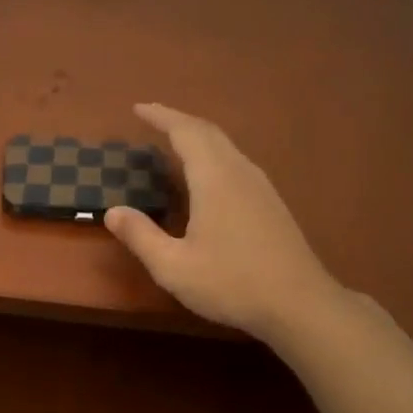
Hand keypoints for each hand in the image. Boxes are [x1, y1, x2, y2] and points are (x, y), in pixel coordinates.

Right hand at [104, 103, 339, 343]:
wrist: (300, 304)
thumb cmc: (232, 283)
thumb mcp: (174, 267)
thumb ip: (141, 236)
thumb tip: (113, 212)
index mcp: (215, 178)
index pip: (185, 132)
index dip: (161, 116)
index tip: (138, 108)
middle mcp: (239, 172)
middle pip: (208, 132)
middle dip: (178, 120)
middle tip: (152, 119)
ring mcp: (260, 186)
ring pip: (226, 146)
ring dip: (198, 137)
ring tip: (174, 143)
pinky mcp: (271, 203)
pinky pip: (236, 162)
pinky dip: (213, 155)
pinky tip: (206, 177)